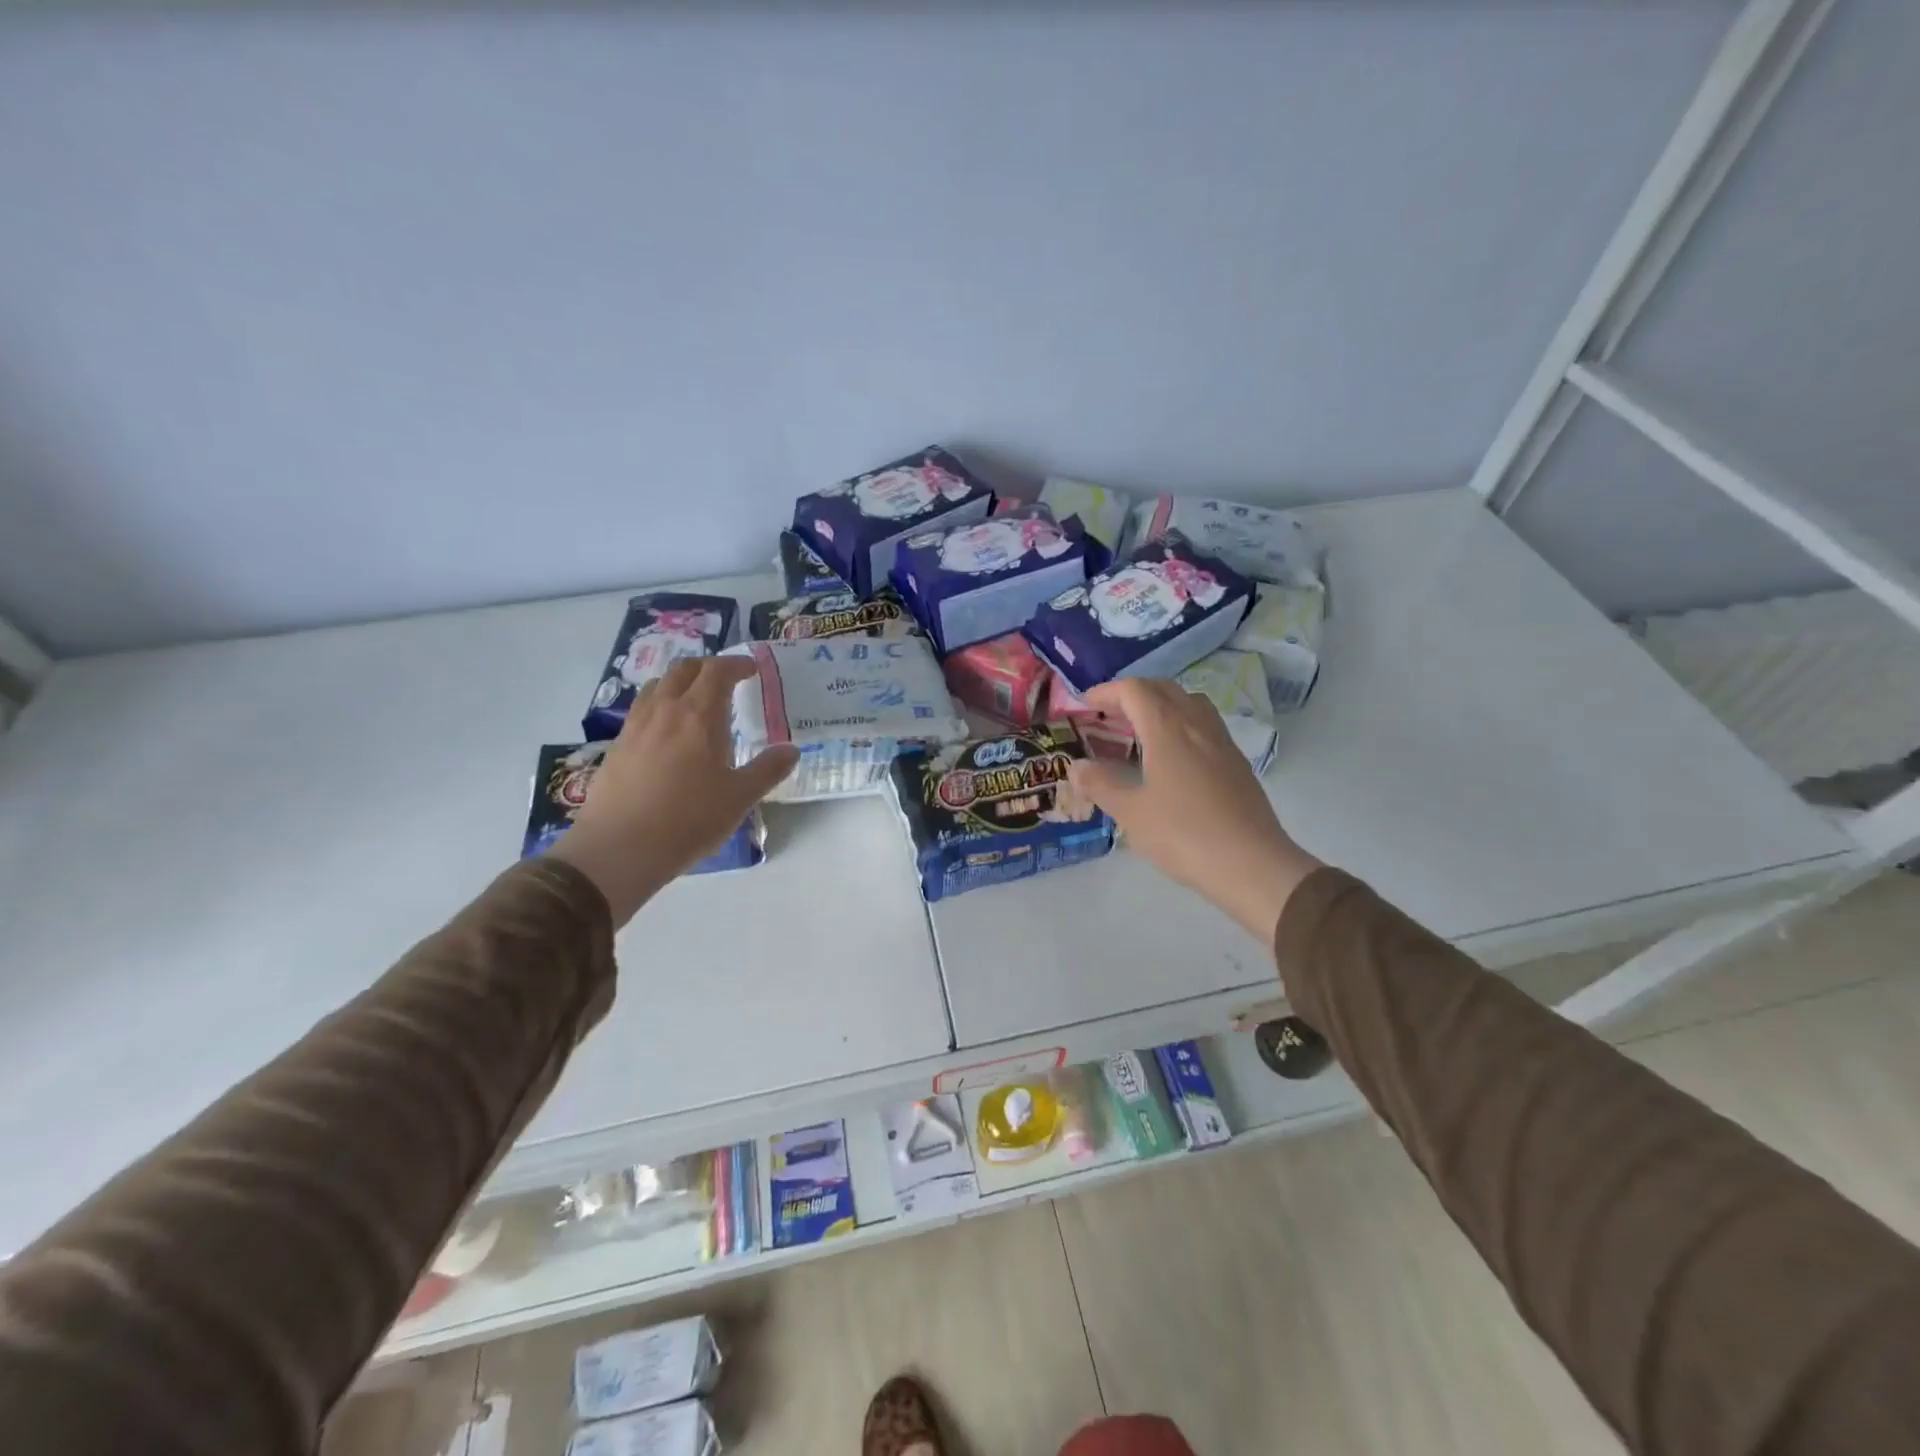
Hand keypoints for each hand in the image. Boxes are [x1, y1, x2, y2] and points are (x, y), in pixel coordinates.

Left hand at [550, 657, 797, 924]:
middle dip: (707, 668)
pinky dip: (659, 706)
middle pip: (684, 670)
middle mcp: (665, 710)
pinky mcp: (617, 746)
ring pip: (657, 686)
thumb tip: (791, 750)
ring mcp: (635, 726)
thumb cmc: (689, 819)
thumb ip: (768, 770)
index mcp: (699, 715)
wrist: (620, 848)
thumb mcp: (739, 797)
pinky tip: (666, 733)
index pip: (718, 671)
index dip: (737, 664)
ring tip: (694, 701)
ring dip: (679, 683)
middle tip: (725, 680)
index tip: (751, 670)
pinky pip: (641, 710)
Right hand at [1066, 678, 1321, 944]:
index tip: (1085, 704)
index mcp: (1167, 729)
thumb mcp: (1131, 813)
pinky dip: (1182, 724)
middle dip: (1133, 693)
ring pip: (1189, 703)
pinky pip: (1205, 725)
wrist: (1251, 864)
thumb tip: (1077, 768)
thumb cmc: (1183, 834)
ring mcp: (1221, 742)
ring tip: (1141, 729)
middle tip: (1109, 714)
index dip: (1107, 691)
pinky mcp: (1237, 763)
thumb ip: (1101, 785)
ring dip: (1161, 704)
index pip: (1134, 690)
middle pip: (1163, 689)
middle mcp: (1196, 725)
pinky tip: (1173, 756)